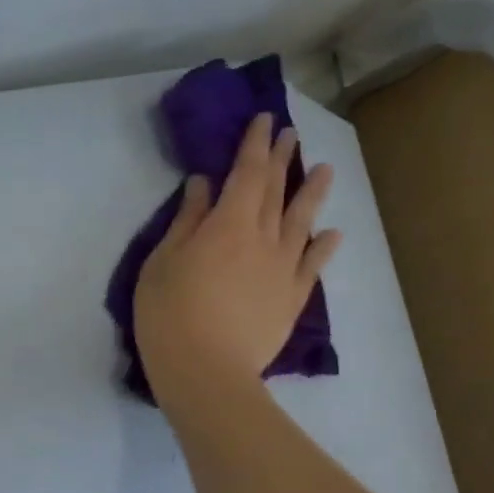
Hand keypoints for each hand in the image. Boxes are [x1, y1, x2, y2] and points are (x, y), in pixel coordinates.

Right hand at [134, 113, 340, 408]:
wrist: (206, 372)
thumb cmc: (169, 314)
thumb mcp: (162, 263)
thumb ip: (186, 222)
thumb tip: (203, 186)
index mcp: (227, 225)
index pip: (246, 174)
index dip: (254, 145)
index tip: (263, 121)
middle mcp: (263, 239)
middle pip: (275, 192)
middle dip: (281, 159)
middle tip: (289, 135)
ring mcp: (283, 270)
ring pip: (302, 223)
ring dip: (313, 193)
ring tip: (325, 170)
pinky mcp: (292, 299)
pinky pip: (313, 266)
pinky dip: (323, 247)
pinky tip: (331, 235)